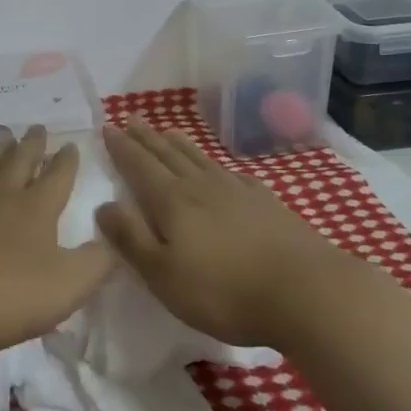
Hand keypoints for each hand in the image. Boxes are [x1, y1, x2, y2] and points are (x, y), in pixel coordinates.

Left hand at [0, 126, 114, 351]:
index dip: (66, 161)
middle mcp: (1, 198)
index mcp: (36, 210)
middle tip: (37, 127)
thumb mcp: (69, 286)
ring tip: (4, 140)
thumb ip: (97, 263)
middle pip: (19, 163)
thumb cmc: (10, 295)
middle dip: (32, 145)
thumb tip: (111, 243)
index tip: (70, 144)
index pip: (57, 177)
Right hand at [96, 118, 365, 349]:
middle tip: (131, 118)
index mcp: (172, 201)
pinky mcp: (265, 202)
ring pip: (199, 158)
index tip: (108, 127)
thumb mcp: (163, 275)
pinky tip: (218, 167)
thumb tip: (103, 205)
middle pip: (167, 154)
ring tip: (166, 130)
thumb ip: (131, 239)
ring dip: (178, 143)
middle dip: (146, 137)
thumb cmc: (224, 291)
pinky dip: (215, 163)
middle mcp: (200, 186)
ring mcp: (236, 191)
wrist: (306, 292)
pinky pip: (230, 172)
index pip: (139, 166)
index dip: (122, 147)